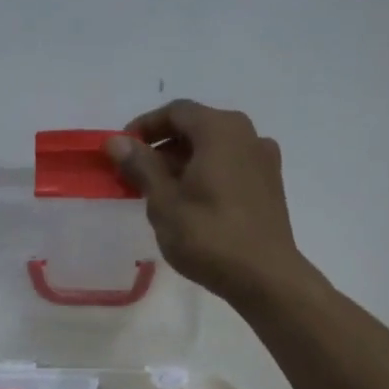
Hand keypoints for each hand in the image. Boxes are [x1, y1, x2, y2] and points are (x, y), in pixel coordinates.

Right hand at [106, 100, 305, 307]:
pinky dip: (206, 174)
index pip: (175, 112)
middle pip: (197, 128)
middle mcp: (247, 135)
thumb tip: (117, 141)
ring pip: (215, 149)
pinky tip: (191, 204)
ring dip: (184, 163)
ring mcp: (264, 160)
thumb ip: (141, 165)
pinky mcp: (270, 186)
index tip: (122, 151)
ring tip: (160, 192)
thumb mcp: (164, 201)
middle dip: (163, 147)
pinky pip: (231, 167)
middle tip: (136, 175)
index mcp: (220, 129)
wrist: (266, 277)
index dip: (144, 127)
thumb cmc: (209, 236)